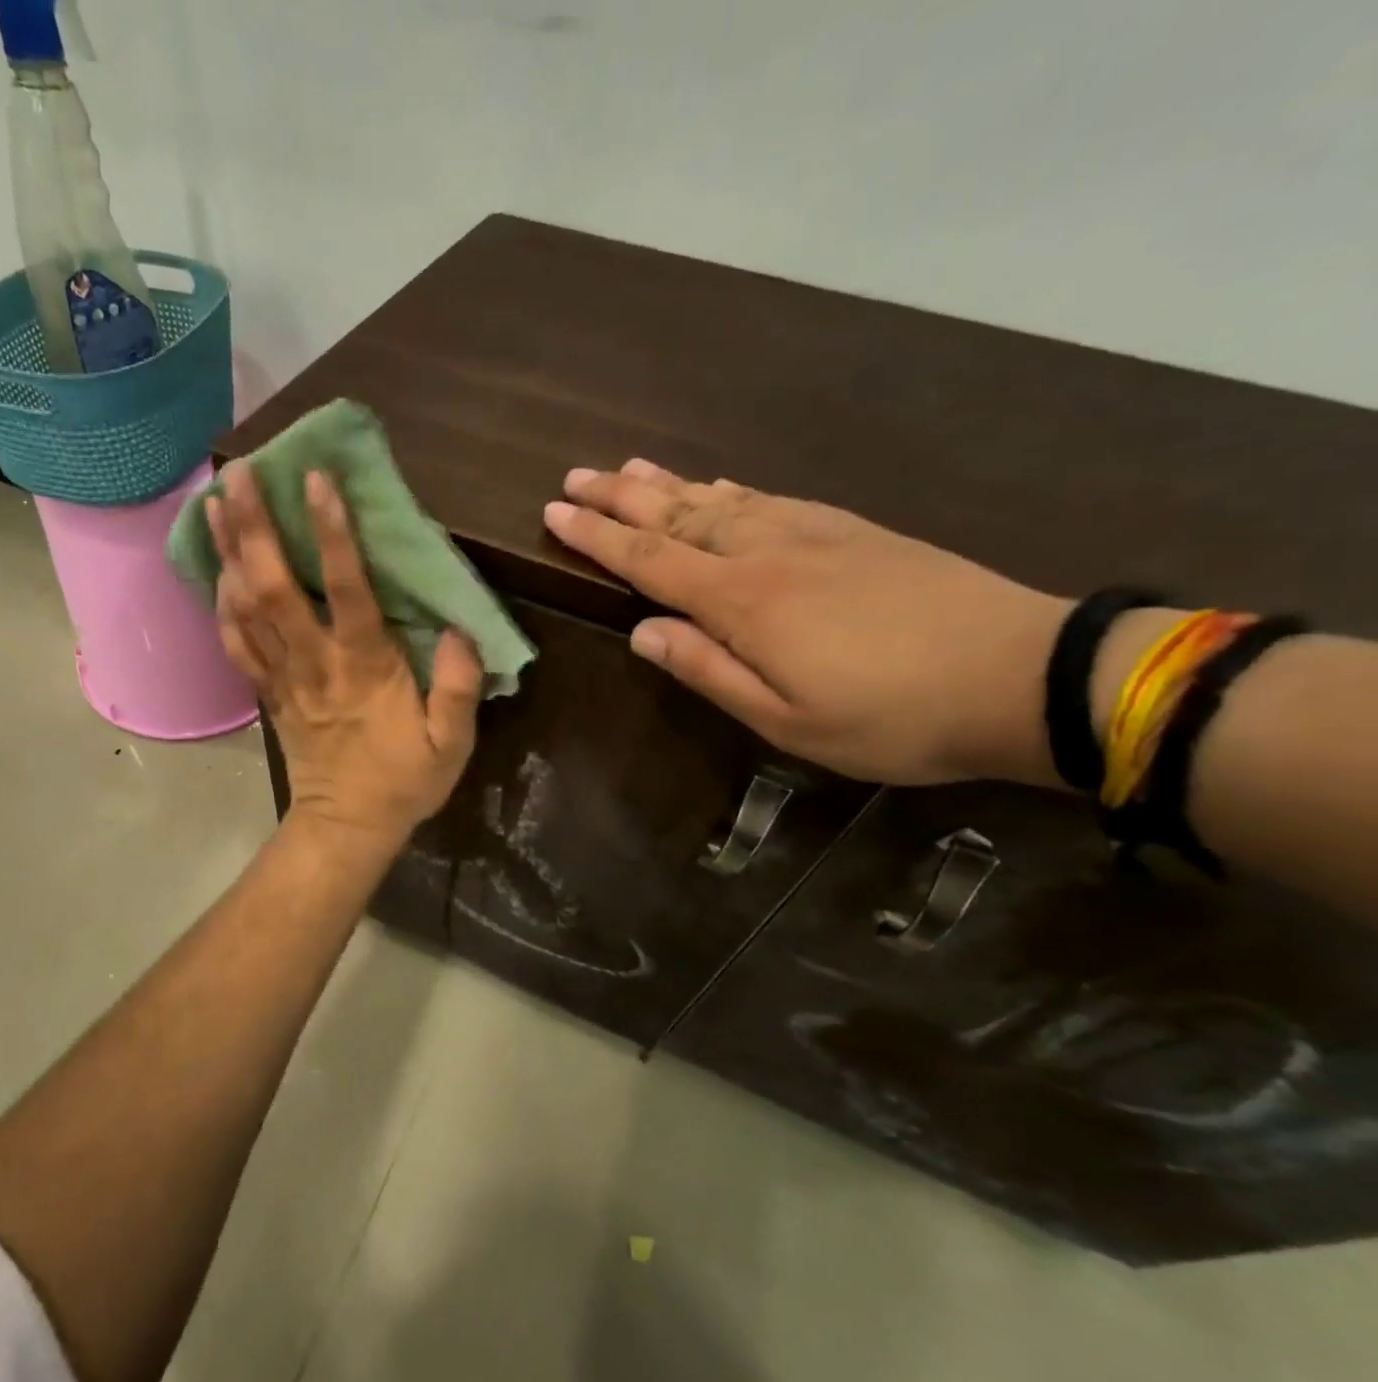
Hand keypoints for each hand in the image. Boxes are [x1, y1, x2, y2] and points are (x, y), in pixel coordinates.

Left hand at [209, 460, 482, 841]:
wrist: (346, 827)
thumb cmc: (402, 782)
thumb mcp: (451, 744)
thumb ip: (458, 686)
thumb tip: (462, 629)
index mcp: (364, 666)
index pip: (346, 589)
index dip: (331, 533)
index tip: (317, 479)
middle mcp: (315, 661)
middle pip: (275, 587)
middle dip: (256, 528)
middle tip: (241, 472)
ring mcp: (284, 677)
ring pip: (247, 608)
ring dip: (229, 554)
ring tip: (216, 502)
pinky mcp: (268, 693)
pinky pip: (237, 645)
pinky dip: (223, 607)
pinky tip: (218, 573)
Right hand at [544, 460, 1070, 785]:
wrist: (1020, 672)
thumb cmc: (891, 715)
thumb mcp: (786, 720)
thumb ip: (708, 671)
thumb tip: (643, 634)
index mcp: (743, 601)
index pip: (649, 560)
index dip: (597, 537)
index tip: (555, 513)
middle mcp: (766, 551)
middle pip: (677, 515)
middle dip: (620, 497)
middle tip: (575, 477)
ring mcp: (812, 532)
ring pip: (720, 499)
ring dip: (667, 484)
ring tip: (627, 466)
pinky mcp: (850, 529)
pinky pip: (766, 498)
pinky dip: (725, 489)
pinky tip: (713, 486)